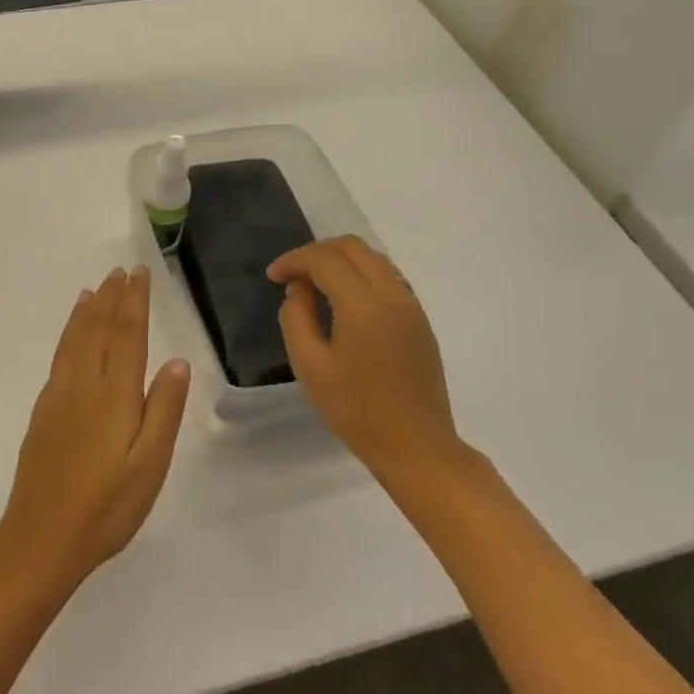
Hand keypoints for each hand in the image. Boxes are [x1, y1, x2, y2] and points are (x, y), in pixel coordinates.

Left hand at [0, 266, 190, 593]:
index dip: (134, 301)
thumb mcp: (149, 467)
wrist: (40, 538)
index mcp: (114, 396)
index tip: (140, 274)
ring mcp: (58, 395)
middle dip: (112, 297)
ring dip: (88, 310)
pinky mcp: (43, 410)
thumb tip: (176, 361)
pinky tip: (72, 332)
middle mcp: (83, 385)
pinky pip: (60, 355)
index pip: (126, 335)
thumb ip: (163, 411)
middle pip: (98, 329)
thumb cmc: (106, 507)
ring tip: (96, 288)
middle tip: (121, 271)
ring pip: (75, 339)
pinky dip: (69, 332)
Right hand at [268, 236, 467, 479]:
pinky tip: (345, 301)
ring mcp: (411, 305)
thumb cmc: (356, 410)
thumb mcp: (310, 366)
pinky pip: (388, 277)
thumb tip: (299, 290)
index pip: (323, 259)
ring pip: (373, 258)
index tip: (273, 277)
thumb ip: (296, 318)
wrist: (417, 446)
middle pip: (351, 246)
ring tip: (315, 285)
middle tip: (293, 276)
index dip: (294, 260)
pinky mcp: (420, 319)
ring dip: (340, 260)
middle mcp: (392, 293)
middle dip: (316, 252)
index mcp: (363, 303)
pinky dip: (361, 274)